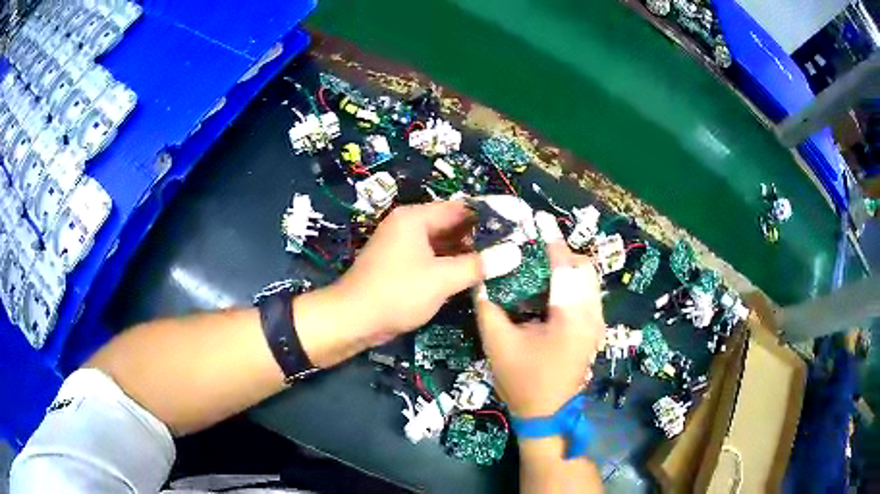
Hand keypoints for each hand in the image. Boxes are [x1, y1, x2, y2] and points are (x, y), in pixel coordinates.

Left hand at [297, 201, 523, 367]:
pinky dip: (451, 265)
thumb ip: (478, 265)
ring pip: (443, 244)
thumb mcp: (442, 278)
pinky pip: (433, 259)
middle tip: (512, 248)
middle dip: (479, 237)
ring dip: (467, 253)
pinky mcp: (401, 267)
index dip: (488, 216)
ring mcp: (403, 247)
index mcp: (415, 218)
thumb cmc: (397, 293)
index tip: (515, 227)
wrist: (352, 320)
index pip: (460, 208)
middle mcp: (408, 226)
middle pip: (451, 225)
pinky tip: (473, 276)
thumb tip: (515, 253)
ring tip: (500, 262)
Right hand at [474, 211, 604, 417]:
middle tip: (534, 250)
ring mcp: (596, 324)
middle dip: (562, 254)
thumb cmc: (522, 381)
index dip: (552, 241)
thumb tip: (482, 277)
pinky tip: (550, 289)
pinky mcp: (594, 331)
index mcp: (571, 317)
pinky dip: (573, 284)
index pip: (564, 267)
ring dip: (568, 268)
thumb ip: (488, 306)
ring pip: (589, 281)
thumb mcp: (497, 343)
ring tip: (541, 266)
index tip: (540, 219)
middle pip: (584, 269)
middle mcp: (591, 316)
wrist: (545, 414)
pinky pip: (588, 295)